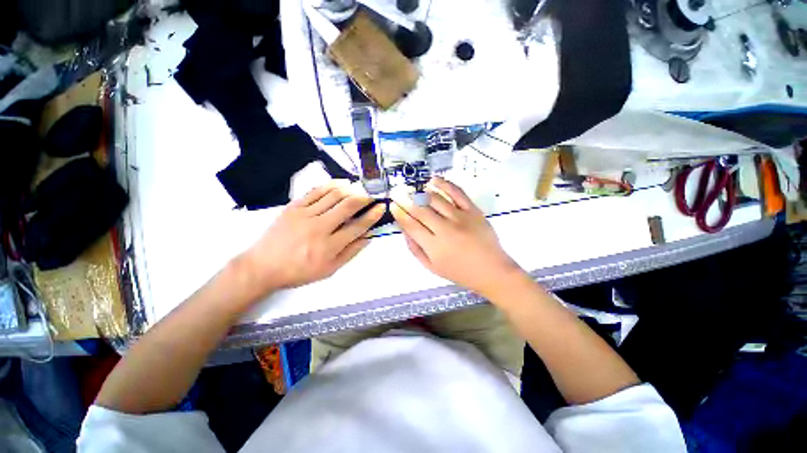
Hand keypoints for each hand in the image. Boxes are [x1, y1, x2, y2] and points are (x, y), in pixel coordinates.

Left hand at [239, 181, 384, 297]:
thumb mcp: (329, 269)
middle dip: (365, 197)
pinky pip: (316, 191)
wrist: (263, 266)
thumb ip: (351, 252)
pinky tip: (341, 183)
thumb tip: (368, 237)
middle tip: (374, 193)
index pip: (358, 226)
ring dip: (351, 189)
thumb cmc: (299, 271)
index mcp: (329, 246)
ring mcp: (305, 214)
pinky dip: (331, 185)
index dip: (372, 215)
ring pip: (333, 195)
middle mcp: (319, 228)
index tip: (381, 207)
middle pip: (347, 206)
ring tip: (360, 188)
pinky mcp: (294, 206)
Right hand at [391, 177, 523, 297]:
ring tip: (413, 190)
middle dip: (406, 200)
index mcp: (434, 246)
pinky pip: (457, 192)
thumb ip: (415, 249)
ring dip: (421, 193)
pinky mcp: (473, 210)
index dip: (400, 214)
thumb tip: (404, 230)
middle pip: (421, 210)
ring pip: (435, 199)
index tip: (393, 205)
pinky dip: (444, 184)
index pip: (411, 225)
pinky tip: (433, 180)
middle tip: (398, 193)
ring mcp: (460, 218)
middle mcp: (445, 229)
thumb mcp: (432, 267)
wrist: (492, 270)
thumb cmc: (460, 272)